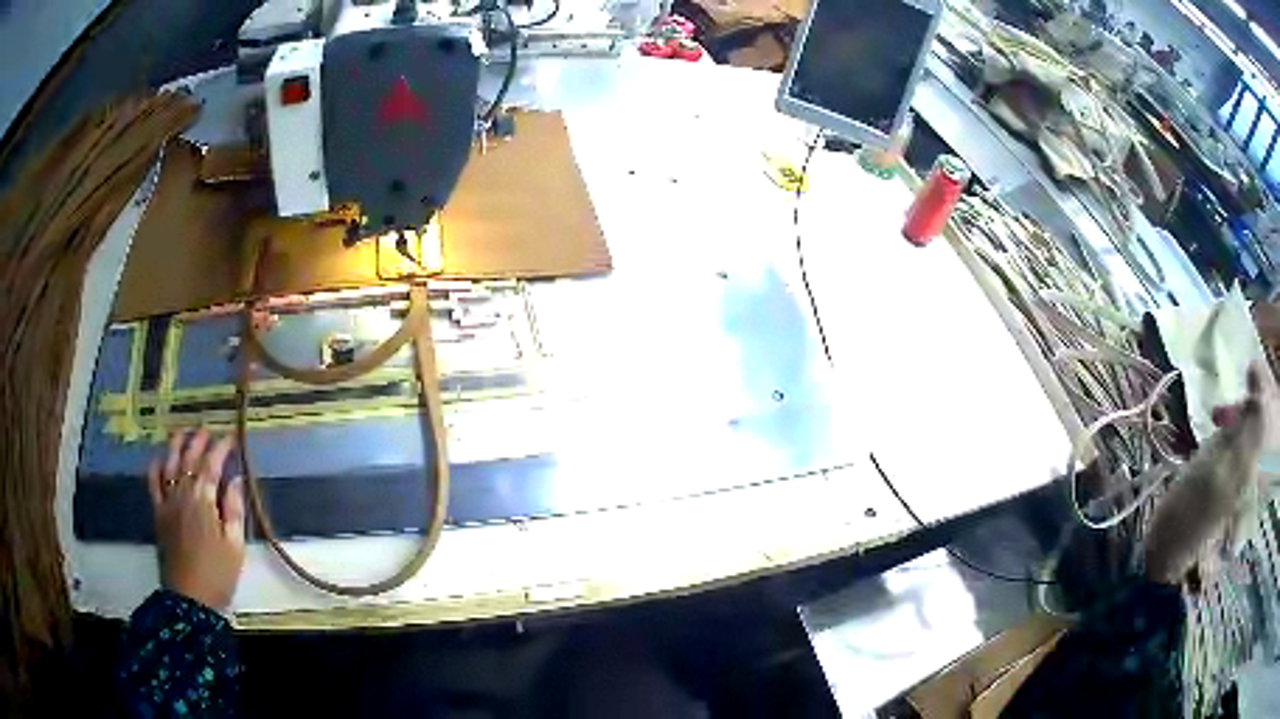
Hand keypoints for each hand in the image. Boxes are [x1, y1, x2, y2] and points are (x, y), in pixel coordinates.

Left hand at [147, 429, 245, 611]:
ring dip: (177, 444)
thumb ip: (234, 509)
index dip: (222, 447)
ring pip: (169, 462)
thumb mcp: (235, 546)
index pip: (212, 463)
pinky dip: (156, 466)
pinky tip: (161, 459)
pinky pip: (153, 482)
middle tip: (209, 431)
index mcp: (204, 499)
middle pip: (189, 457)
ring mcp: (167, 501)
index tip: (232, 437)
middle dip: (199, 440)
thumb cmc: (217, 574)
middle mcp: (182, 492)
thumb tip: (236, 480)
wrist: (189, 600)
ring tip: (184, 433)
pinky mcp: (158, 513)